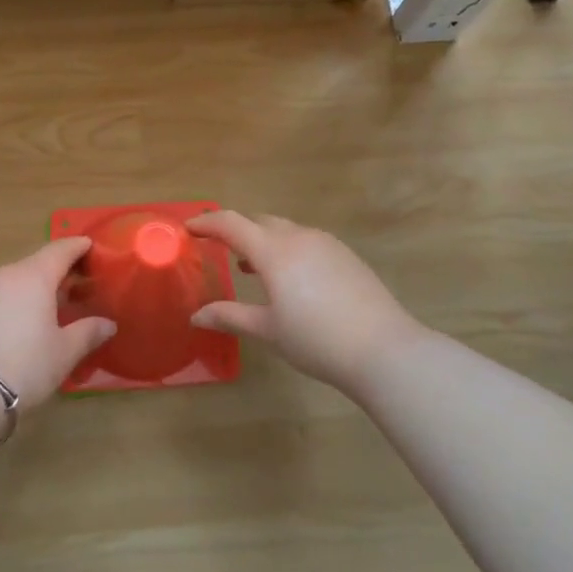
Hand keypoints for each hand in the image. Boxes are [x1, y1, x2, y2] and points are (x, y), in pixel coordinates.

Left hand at [0, 238, 115, 409]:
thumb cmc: (24, 364)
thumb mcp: (64, 352)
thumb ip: (88, 332)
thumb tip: (108, 324)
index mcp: (34, 276)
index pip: (60, 250)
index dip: (78, 247)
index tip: (91, 246)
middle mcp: (5, 273)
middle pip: (36, 264)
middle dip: (58, 272)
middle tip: (78, 286)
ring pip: (15, 280)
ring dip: (34, 289)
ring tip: (50, 308)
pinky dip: (14, 301)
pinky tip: (21, 322)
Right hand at [187, 212, 425, 395]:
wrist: (384, 349)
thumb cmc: (316, 340)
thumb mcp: (267, 330)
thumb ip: (230, 317)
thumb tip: (196, 316)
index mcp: (273, 251)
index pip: (231, 224)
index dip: (207, 223)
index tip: (188, 228)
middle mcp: (299, 237)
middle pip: (259, 221)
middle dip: (235, 230)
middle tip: (217, 247)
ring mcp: (326, 243)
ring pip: (285, 230)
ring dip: (263, 240)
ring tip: (250, 267)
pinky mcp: (346, 255)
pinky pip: (306, 241)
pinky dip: (287, 249)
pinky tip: (290, 278)